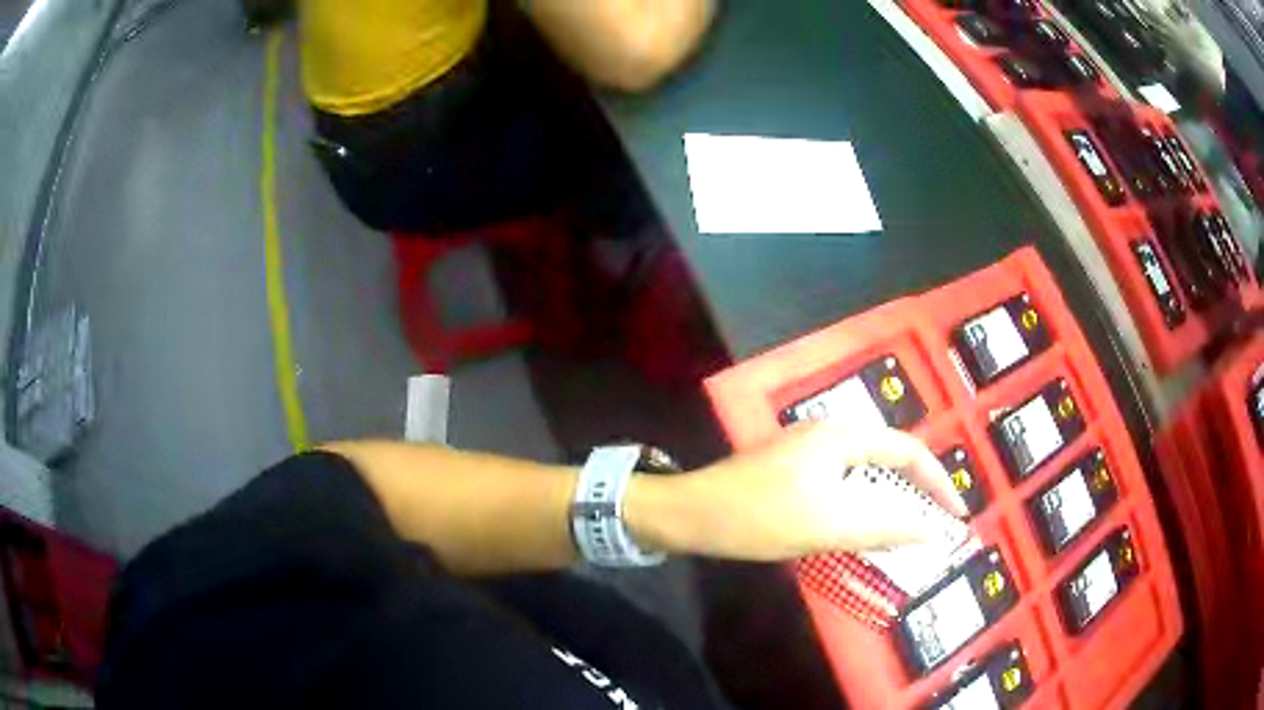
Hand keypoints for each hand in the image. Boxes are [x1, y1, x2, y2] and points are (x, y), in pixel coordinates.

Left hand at [642, 422, 967, 561]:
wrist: (689, 514)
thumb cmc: (759, 516)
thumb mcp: (827, 526)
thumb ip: (884, 526)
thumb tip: (933, 530)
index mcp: (842, 436)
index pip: (908, 449)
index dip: (938, 480)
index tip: (956, 513)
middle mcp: (828, 432)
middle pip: (888, 454)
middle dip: (916, 485)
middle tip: (936, 518)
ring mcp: (807, 448)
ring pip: (865, 469)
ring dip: (889, 494)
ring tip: (909, 522)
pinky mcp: (792, 467)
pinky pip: (843, 480)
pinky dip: (863, 500)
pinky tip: (863, 522)